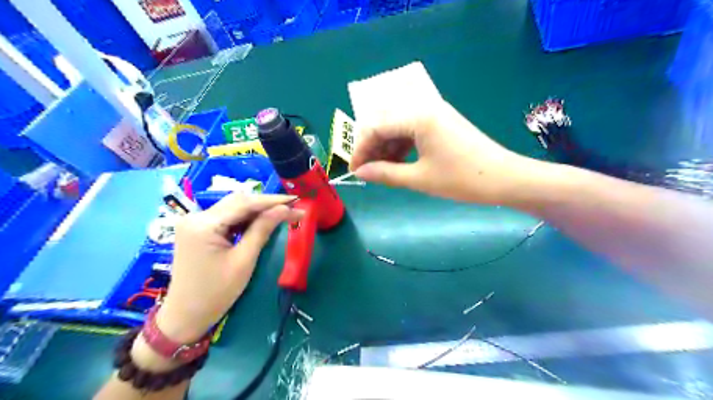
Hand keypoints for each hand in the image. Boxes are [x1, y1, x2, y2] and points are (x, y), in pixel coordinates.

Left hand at [155, 194, 301, 342]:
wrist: (186, 317)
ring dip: (257, 210)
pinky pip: (227, 218)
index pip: (244, 203)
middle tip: (292, 207)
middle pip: (238, 202)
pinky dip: (246, 219)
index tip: (296, 200)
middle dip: (266, 204)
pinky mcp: (198, 230)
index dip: (272, 201)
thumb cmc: (216, 293)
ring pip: (233, 208)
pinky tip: (262, 222)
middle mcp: (195, 217)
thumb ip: (263, 230)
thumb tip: (285, 209)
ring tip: (282, 214)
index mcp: (203, 224)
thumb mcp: (244, 260)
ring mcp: (195, 223)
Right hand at [348, 98, 537, 203]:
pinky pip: (413, 131)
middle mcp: (424, 108)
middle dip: (373, 147)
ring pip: (399, 127)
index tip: (355, 170)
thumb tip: (360, 173)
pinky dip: (402, 147)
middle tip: (368, 171)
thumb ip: (385, 173)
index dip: (361, 149)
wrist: (505, 178)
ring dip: (387, 148)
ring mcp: (435, 114)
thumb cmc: (462, 179)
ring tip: (382, 171)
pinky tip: (399, 163)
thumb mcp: (419, 178)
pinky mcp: (442, 124)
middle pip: (386, 123)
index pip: (376, 127)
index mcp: (418, 116)